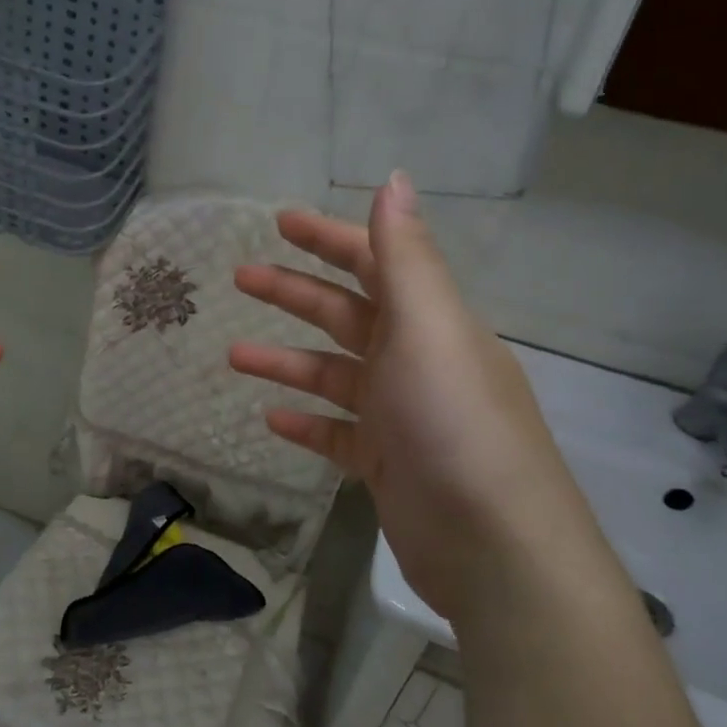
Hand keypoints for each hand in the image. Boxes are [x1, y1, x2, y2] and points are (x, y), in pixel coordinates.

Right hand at [228, 172, 599, 618]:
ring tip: (233, 355)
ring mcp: (401, 415)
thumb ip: (405, 257)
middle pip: (345, 313)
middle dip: (293, 292)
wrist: (493, 547)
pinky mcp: (387, 463)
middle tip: (240, 276)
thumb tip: (393, 179)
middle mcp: (416, 360)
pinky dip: (305, 422)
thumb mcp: (428, 329)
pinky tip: (270, 419)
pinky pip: (336, 433)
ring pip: (332, 374)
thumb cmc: (453, 424)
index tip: (279, 222)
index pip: (375, 262)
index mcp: (429, 322)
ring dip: (285, 361)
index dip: (329, 237)